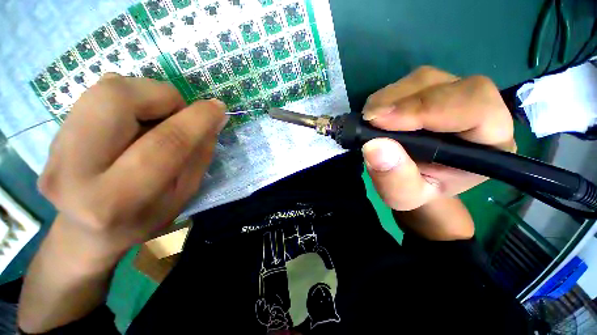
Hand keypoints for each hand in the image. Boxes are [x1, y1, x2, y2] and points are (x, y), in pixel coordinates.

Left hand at [38, 73, 227, 257]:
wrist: (88, 233)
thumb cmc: (146, 217)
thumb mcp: (184, 193)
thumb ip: (200, 154)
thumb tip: (214, 117)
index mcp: (118, 199)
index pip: (165, 144)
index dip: (197, 120)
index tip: (218, 108)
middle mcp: (75, 170)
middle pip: (117, 99)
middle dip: (162, 96)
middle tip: (178, 113)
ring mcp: (55, 149)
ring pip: (105, 89)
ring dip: (146, 95)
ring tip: (157, 118)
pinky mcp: (52, 134)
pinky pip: (96, 94)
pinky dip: (128, 99)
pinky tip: (134, 121)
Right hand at [361, 66, 515, 210]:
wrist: (417, 180)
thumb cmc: (418, 191)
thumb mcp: (404, 196)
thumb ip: (395, 179)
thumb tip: (374, 146)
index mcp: (490, 141)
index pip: (475, 106)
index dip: (426, 108)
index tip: (380, 121)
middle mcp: (478, 109)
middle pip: (445, 85)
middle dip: (401, 101)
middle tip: (369, 120)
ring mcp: (452, 94)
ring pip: (423, 79)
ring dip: (388, 99)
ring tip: (370, 121)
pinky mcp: (430, 90)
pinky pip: (407, 84)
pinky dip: (384, 98)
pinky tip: (376, 116)